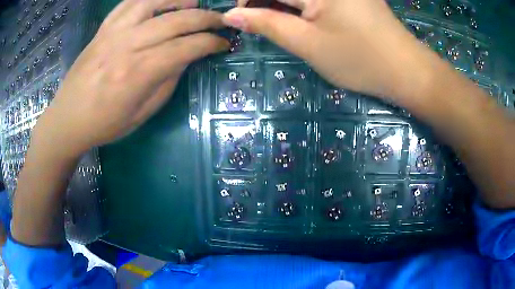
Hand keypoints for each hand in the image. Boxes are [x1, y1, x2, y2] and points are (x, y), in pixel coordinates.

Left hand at [34, 0, 228, 156]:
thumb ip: (167, 81)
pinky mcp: (102, 29)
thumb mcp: (141, 114)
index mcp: (138, 73)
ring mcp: (112, 33)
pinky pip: (128, 2)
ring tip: (195, 3)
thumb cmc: (104, 124)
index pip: (186, 48)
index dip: (211, 42)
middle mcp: (127, 45)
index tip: (224, 43)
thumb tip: (187, 57)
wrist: (68, 119)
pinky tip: (162, 0)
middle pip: (176, 20)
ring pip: (153, 2)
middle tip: (221, 20)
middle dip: (206, 18)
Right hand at [225, 0, 438, 102]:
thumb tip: (230, 16)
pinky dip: (301, 4)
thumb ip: (266, 24)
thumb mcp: (307, 44)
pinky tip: (301, 16)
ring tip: (280, 21)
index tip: (239, 17)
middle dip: (264, 1)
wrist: (406, 71)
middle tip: (260, 21)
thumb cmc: (359, 60)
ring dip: (282, 3)